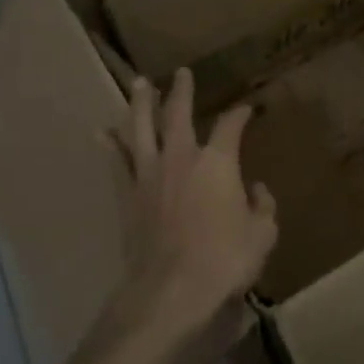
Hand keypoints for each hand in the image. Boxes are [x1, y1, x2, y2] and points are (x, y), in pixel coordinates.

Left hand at [86, 68, 278, 363]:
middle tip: (182, 73)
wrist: (171, 290)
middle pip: (179, 114)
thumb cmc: (225, 260)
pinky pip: (117, 162)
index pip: (231, 125)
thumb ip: (263, 206)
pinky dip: (109, 145)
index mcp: (218, 161)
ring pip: (141, 128)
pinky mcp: (128, 195)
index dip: (241, 113)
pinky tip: (101, 132)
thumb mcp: (263, 234)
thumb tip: (256, 189)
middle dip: (182, 91)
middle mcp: (181, 157)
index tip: (247, 109)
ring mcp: (149, 174)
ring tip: (140, 84)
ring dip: (141, 104)